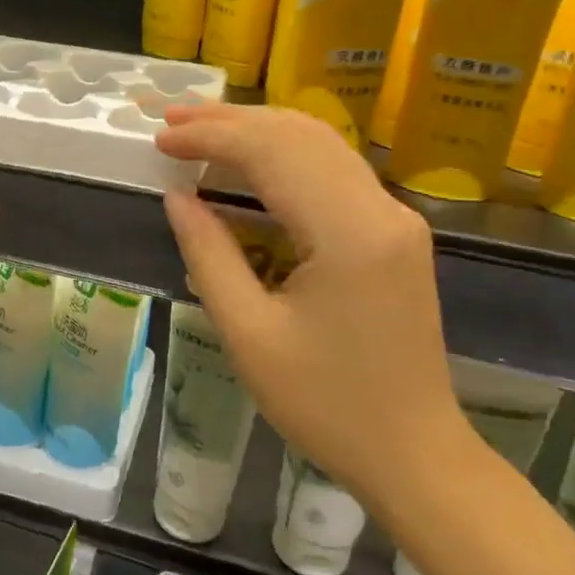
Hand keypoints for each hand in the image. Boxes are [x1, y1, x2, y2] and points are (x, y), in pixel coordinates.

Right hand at [155, 103, 468, 508]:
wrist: (414, 454)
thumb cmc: (325, 406)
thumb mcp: (249, 335)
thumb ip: (209, 255)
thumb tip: (178, 197)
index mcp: (348, 234)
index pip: (273, 153)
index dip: (211, 137)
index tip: (160, 138)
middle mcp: (381, 209)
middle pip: (300, 135)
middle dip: (231, 121)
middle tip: (172, 119)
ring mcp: (395, 218)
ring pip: (322, 143)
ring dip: (259, 129)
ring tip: (202, 127)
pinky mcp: (396, 232)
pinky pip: (335, 170)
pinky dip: (287, 153)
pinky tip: (251, 158)